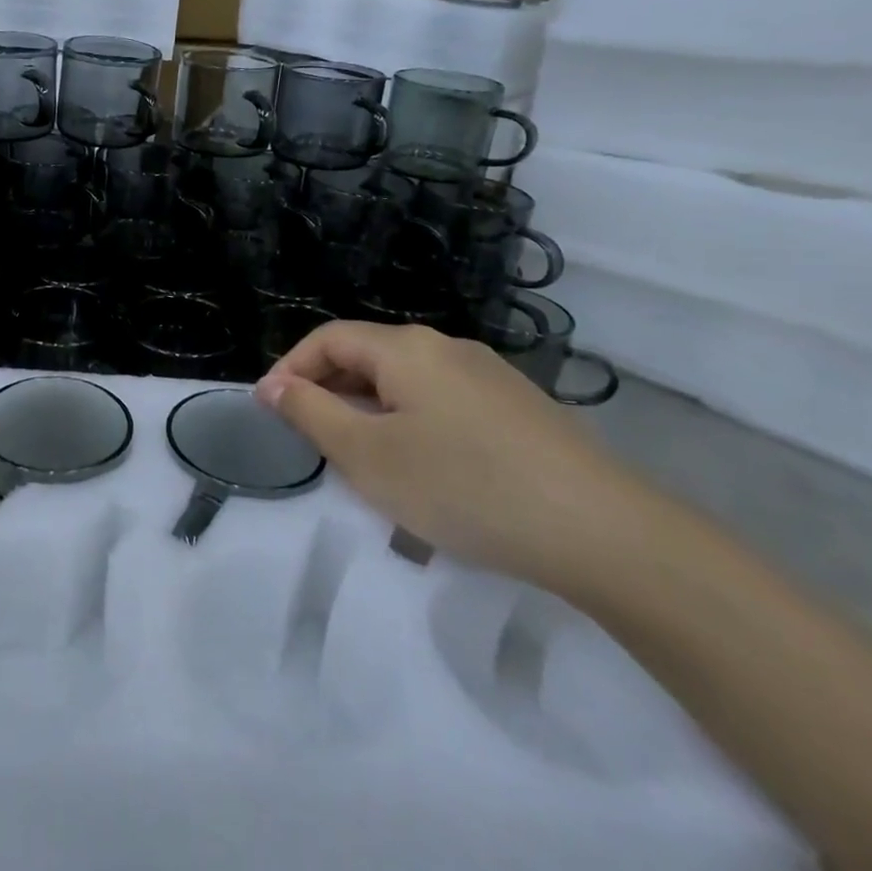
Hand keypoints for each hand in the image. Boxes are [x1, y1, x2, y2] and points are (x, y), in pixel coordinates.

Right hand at [256, 321, 652, 590]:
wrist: (603, 531)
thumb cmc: (464, 487)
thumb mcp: (369, 456)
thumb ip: (312, 414)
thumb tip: (275, 385)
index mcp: (405, 348)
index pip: (328, 339)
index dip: (290, 369)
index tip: (268, 411)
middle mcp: (446, 347)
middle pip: (367, 356)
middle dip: (329, 392)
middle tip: (310, 441)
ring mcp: (488, 376)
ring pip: (406, 384)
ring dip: (369, 412)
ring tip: (362, 463)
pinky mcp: (517, 408)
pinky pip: (442, 404)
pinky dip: (411, 425)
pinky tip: (423, 472)